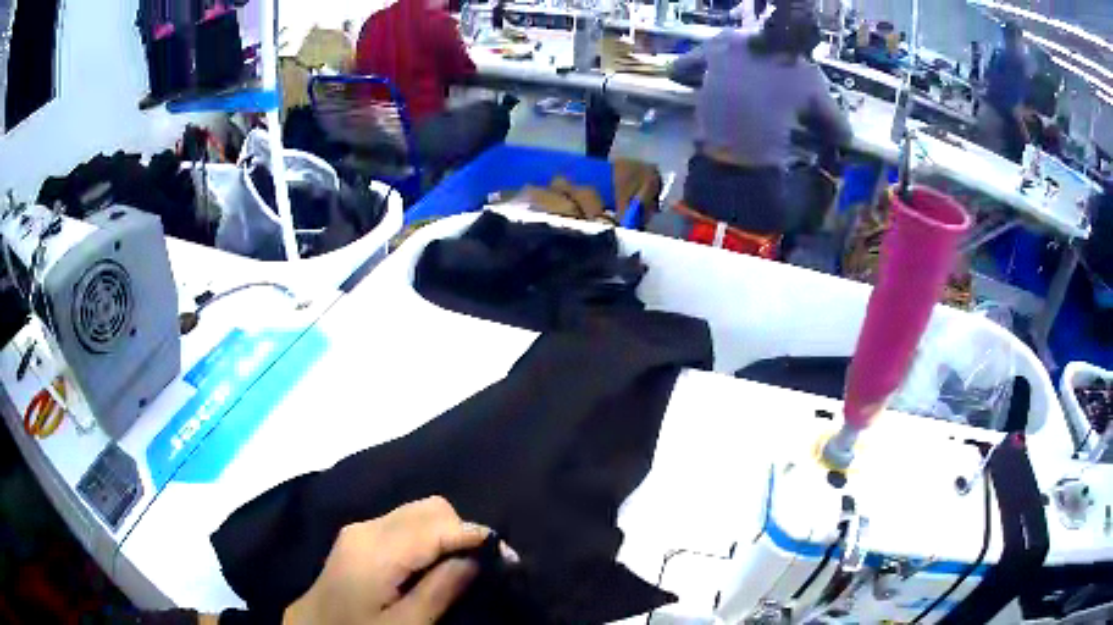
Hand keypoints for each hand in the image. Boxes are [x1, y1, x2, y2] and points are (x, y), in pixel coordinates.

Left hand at [282, 497, 508, 624]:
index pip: (438, 525)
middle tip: (486, 563)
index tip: (507, 556)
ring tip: (464, 563)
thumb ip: (441, 589)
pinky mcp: (361, 536)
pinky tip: (436, 560)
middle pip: (430, 508)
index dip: (476, 535)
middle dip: (463, 530)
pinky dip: (430, 535)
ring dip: (448, 531)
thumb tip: (478, 557)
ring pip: (419, 511)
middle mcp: (369, 527)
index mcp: (377, 549)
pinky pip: (405, 522)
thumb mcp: (406, 624)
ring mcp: (362, 529)